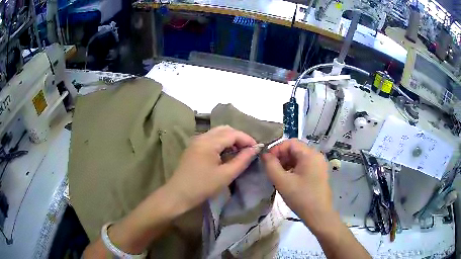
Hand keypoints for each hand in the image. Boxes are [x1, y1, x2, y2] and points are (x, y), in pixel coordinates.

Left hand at [166, 126, 257, 213]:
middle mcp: (202, 137)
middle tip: (249, 150)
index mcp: (208, 142)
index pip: (233, 133)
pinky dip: (222, 142)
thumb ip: (242, 160)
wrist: (178, 194)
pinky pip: (211, 138)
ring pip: (218, 132)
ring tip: (240, 151)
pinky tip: (226, 153)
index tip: (257, 148)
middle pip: (225, 129)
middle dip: (239, 137)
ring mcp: (196, 141)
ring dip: (230, 139)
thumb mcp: (226, 175)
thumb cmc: (203, 186)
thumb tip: (255, 149)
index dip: (247, 139)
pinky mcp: (194, 147)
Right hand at [262, 139, 333, 233]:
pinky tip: (287, 179)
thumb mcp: (282, 181)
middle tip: (271, 169)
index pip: (290, 142)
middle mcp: (316, 156)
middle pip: (295, 149)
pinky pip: (304, 165)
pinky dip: (294, 169)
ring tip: (277, 175)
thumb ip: (271, 165)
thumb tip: (265, 154)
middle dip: (281, 156)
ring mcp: (319, 165)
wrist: (319, 215)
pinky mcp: (319, 173)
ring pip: (299, 158)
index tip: (266, 160)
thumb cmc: (301, 197)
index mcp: (310, 154)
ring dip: (286, 163)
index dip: (276, 149)